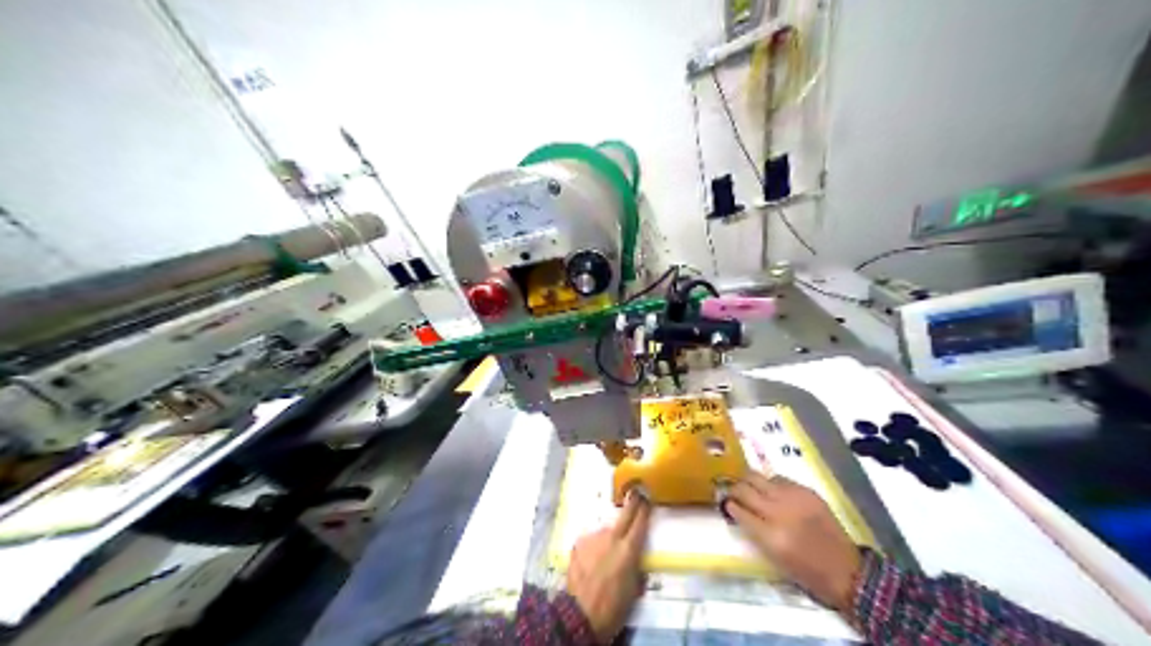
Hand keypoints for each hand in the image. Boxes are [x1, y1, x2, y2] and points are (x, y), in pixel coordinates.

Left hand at [567, 493, 650, 641]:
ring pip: (606, 530)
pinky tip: (592, 559)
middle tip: (636, 493)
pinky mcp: (578, 544)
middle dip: (632, 503)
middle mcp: (611, 537)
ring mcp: (593, 538)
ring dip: (610, 535)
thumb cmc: (613, 607)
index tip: (648, 499)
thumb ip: (636, 568)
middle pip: (624, 514)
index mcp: (629, 549)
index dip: (645, 509)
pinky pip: (592, 540)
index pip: (640, 522)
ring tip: (607, 552)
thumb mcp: (634, 589)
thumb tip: (637, 561)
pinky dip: (595, 546)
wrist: (580, 614)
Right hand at [732, 471, 857, 613]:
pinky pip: (780, 479)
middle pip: (745, 490)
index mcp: (769, 536)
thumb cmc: (807, 573)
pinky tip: (772, 491)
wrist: (846, 570)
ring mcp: (794, 499)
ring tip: (749, 487)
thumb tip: (740, 512)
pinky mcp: (807, 492)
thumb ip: (755, 533)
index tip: (725, 504)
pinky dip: (771, 483)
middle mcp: (779, 512)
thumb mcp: (774, 558)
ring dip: (751, 482)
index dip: (729, 505)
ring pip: (760, 478)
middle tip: (732, 492)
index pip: (739, 511)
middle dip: (734, 489)